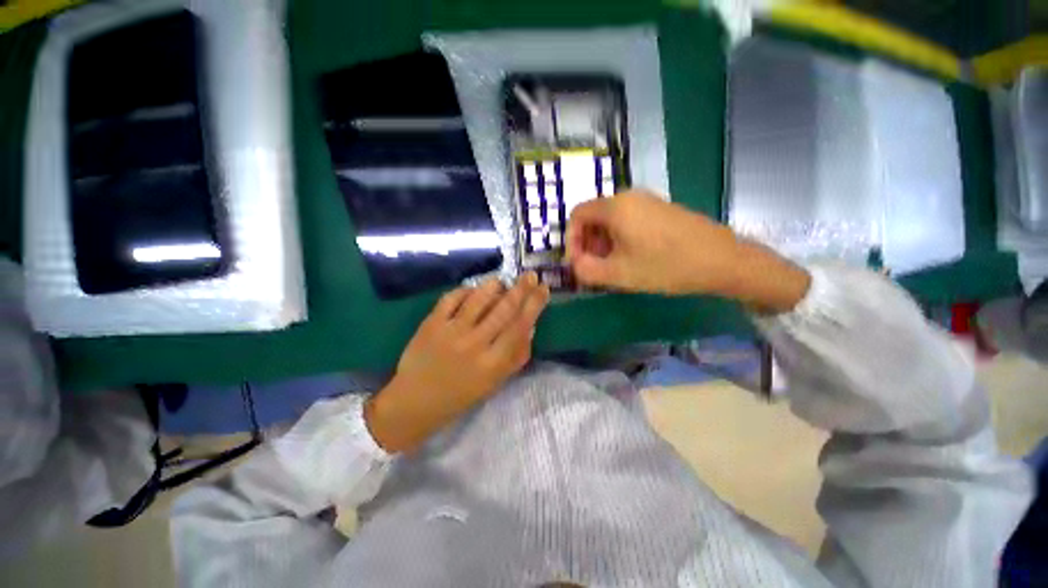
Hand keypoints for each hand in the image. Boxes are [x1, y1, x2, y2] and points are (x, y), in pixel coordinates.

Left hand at [364, 273, 549, 453]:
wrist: (415, 402)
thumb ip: (516, 356)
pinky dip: (465, 290)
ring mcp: (450, 332)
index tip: (544, 289)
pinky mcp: (431, 324)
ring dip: (494, 286)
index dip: (534, 305)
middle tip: (531, 275)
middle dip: (521, 289)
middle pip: (503, 310)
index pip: (519, 327)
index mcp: (492, 363)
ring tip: (502, 281)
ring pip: (478, 299)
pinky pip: (451, 298)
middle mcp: (474, 344)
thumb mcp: (495, 383)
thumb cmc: (461, 395)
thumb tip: (530, 326)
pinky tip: (472, 290)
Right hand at [566, 190, 810, 311]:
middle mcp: (629, 197)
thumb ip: (585, 269)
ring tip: (613, 267)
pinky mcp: (660, 209)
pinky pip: (628, 220)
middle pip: (594, 217)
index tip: (577, 262)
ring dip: (604, 243)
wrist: (722, 260)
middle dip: (588, 244)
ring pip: (611, 220)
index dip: (571, 239)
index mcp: (615, 207)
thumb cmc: (665, 266)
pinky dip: (620, 238)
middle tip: (595, 268)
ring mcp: (647, 201)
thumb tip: (575, 263)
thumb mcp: (618, 274)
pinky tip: (632, 258)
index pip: (577, 215)